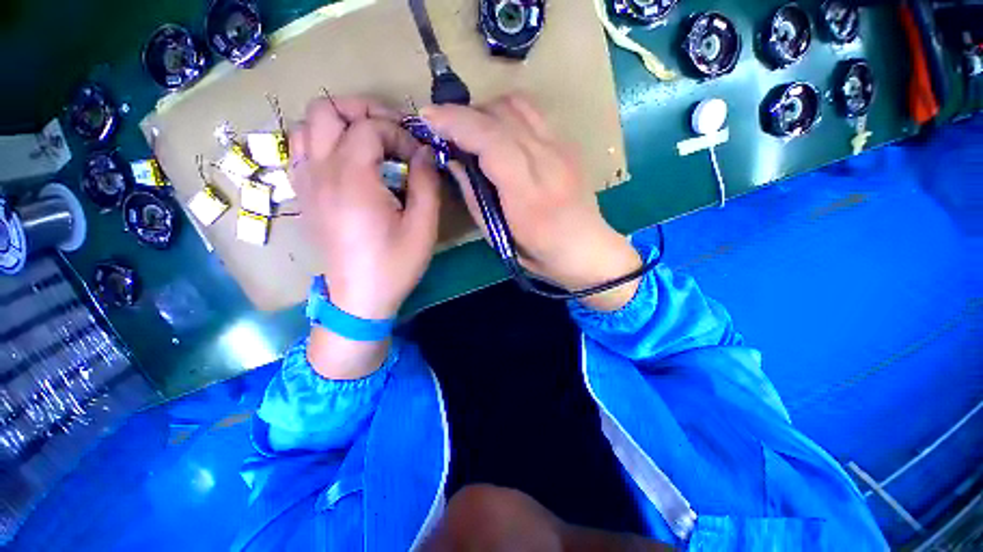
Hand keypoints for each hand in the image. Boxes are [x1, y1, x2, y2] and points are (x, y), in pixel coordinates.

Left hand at [289, 96, 441, 320]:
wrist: (360, 297)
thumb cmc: (395, 264)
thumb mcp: (423, 227)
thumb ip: (426, 183)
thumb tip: (425, 153)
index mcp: (352, 178)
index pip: (370, 127)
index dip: (400, 134)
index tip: (418, 157)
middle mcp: (321, 171)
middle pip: (326, 110)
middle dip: (363, 111)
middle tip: (391, 132)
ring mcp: (306, 182)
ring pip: (306, 125)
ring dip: (339, 124)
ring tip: (367, 143)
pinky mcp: (303, 195)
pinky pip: (300, 150)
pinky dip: (321, 142)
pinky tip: (346, 162)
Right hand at [422, 95, 641, 310]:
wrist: (588, 249)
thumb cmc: (541, 254)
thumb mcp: (498, 237)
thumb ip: (474, 197)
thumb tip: (454, 160)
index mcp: (528, 193)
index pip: (490, 140)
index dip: (456, 123)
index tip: (428, 119)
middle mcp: (548, 161)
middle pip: (501, 114)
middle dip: (465, 114)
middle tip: (446, 130)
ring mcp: (563, 147)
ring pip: (518, 104)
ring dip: (486, 110)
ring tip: (472, 130)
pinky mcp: (568, 144)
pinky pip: (532, 113)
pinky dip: (507, 114)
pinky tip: (499, 134)